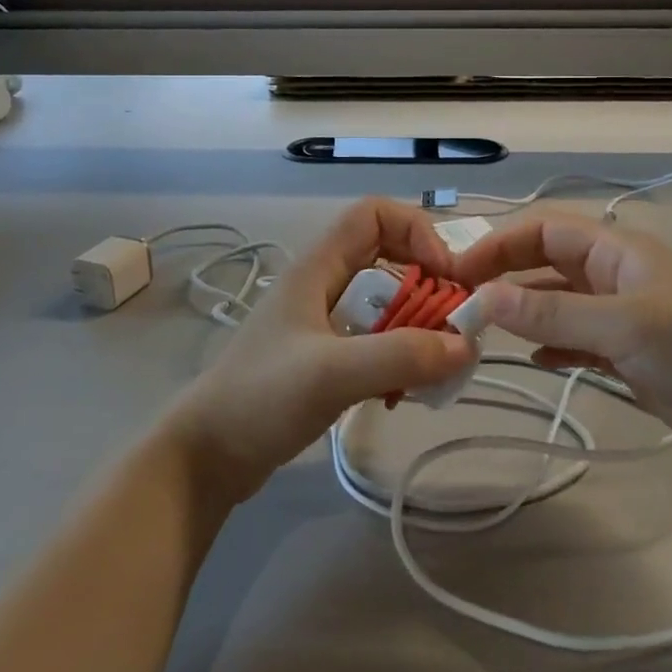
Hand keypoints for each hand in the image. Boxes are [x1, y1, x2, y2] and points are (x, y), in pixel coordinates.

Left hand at [167, 199, 475, 503]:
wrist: (205, 457)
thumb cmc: (260, 398)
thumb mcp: (331, 373)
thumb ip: (400, 356)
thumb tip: (466, 345)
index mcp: (318, 267)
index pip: (374, 214)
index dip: (416, 230)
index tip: (445, 274)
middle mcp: (324, 285)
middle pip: (389, 257)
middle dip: (427, 285)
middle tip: (454, 325)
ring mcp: (324, 322)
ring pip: (386, 303)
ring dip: (418, 326)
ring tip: (438, 365)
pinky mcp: (326, 357)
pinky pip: (377, 340)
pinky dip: (401, 357)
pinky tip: (406, 391)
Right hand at [452, 212, 671, 479]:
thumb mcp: (625, 325)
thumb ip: (552, 315)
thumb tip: (482, 299)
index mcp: (618, 250)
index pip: (545, 230)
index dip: (499, 244)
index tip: (458, 272)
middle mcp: (616, 277)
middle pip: (547, 264)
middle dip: (505, 278)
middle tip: (460, 305)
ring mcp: (624, 319)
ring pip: (559, 306)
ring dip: (524, 315)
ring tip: (482, 334)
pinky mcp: (632, 358)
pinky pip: (578, 342)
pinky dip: (552, 346)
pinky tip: (531, 361)